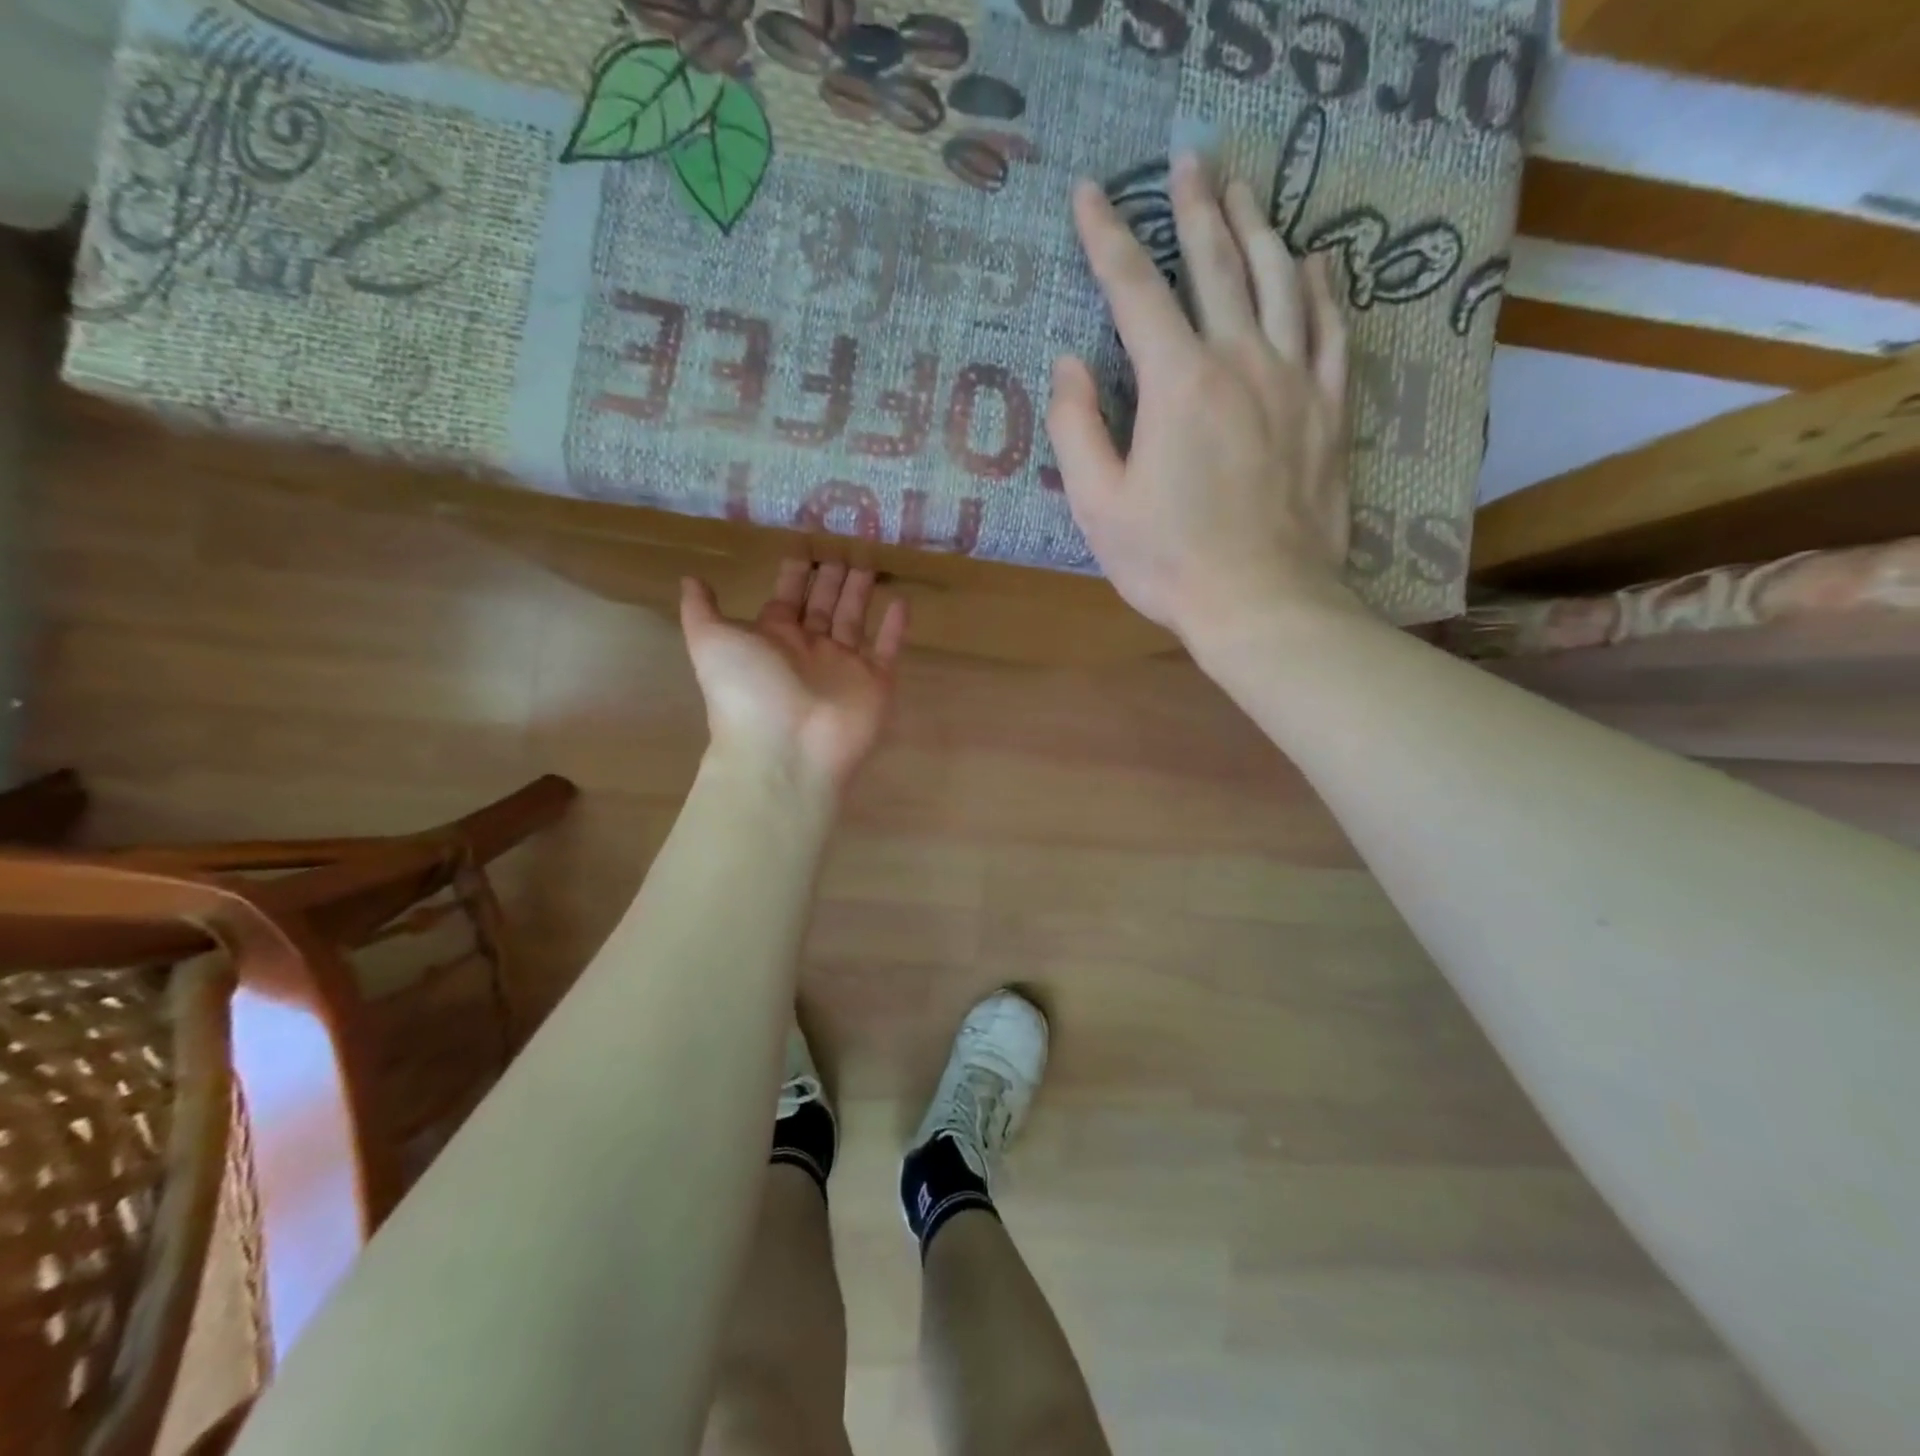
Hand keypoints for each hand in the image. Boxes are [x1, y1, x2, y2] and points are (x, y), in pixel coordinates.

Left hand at [680, 559, 908, 794]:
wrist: (785, 749)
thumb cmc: (747, 691)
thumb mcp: (711, 642)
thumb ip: (702, 610)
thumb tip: (691, 579)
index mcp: (774, 639)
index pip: (787, 599)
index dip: (796, 573)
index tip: (807, 543)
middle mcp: (810, 650)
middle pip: (824, 605)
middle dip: (833, 577)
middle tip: (846, 543)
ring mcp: (845, 668)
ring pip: (855, 621)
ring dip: (862, 592)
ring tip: (872, 560)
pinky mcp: (876, 684)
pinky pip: (888, 650)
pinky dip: (896, 628)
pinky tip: (902, 600)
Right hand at [1047, 153, 1361, 648]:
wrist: (1262, 602)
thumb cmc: (1169, 561)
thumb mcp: (1098, 506)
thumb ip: (1075, 429)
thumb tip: (1069, 364)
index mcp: (1177, 383)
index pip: (1135, 289)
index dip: (1107, 236)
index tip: (1090, 195)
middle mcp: (1240, 360)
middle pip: (1216, 263)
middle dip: (1195, 207)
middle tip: (1187, 161)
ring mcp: (1294, 380)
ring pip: (1280, 280)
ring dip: (1259, 227)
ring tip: (1245, 190)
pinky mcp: (1330, 409)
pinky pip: (1332, 328)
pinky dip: (1322, 287)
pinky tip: (1316, 260)